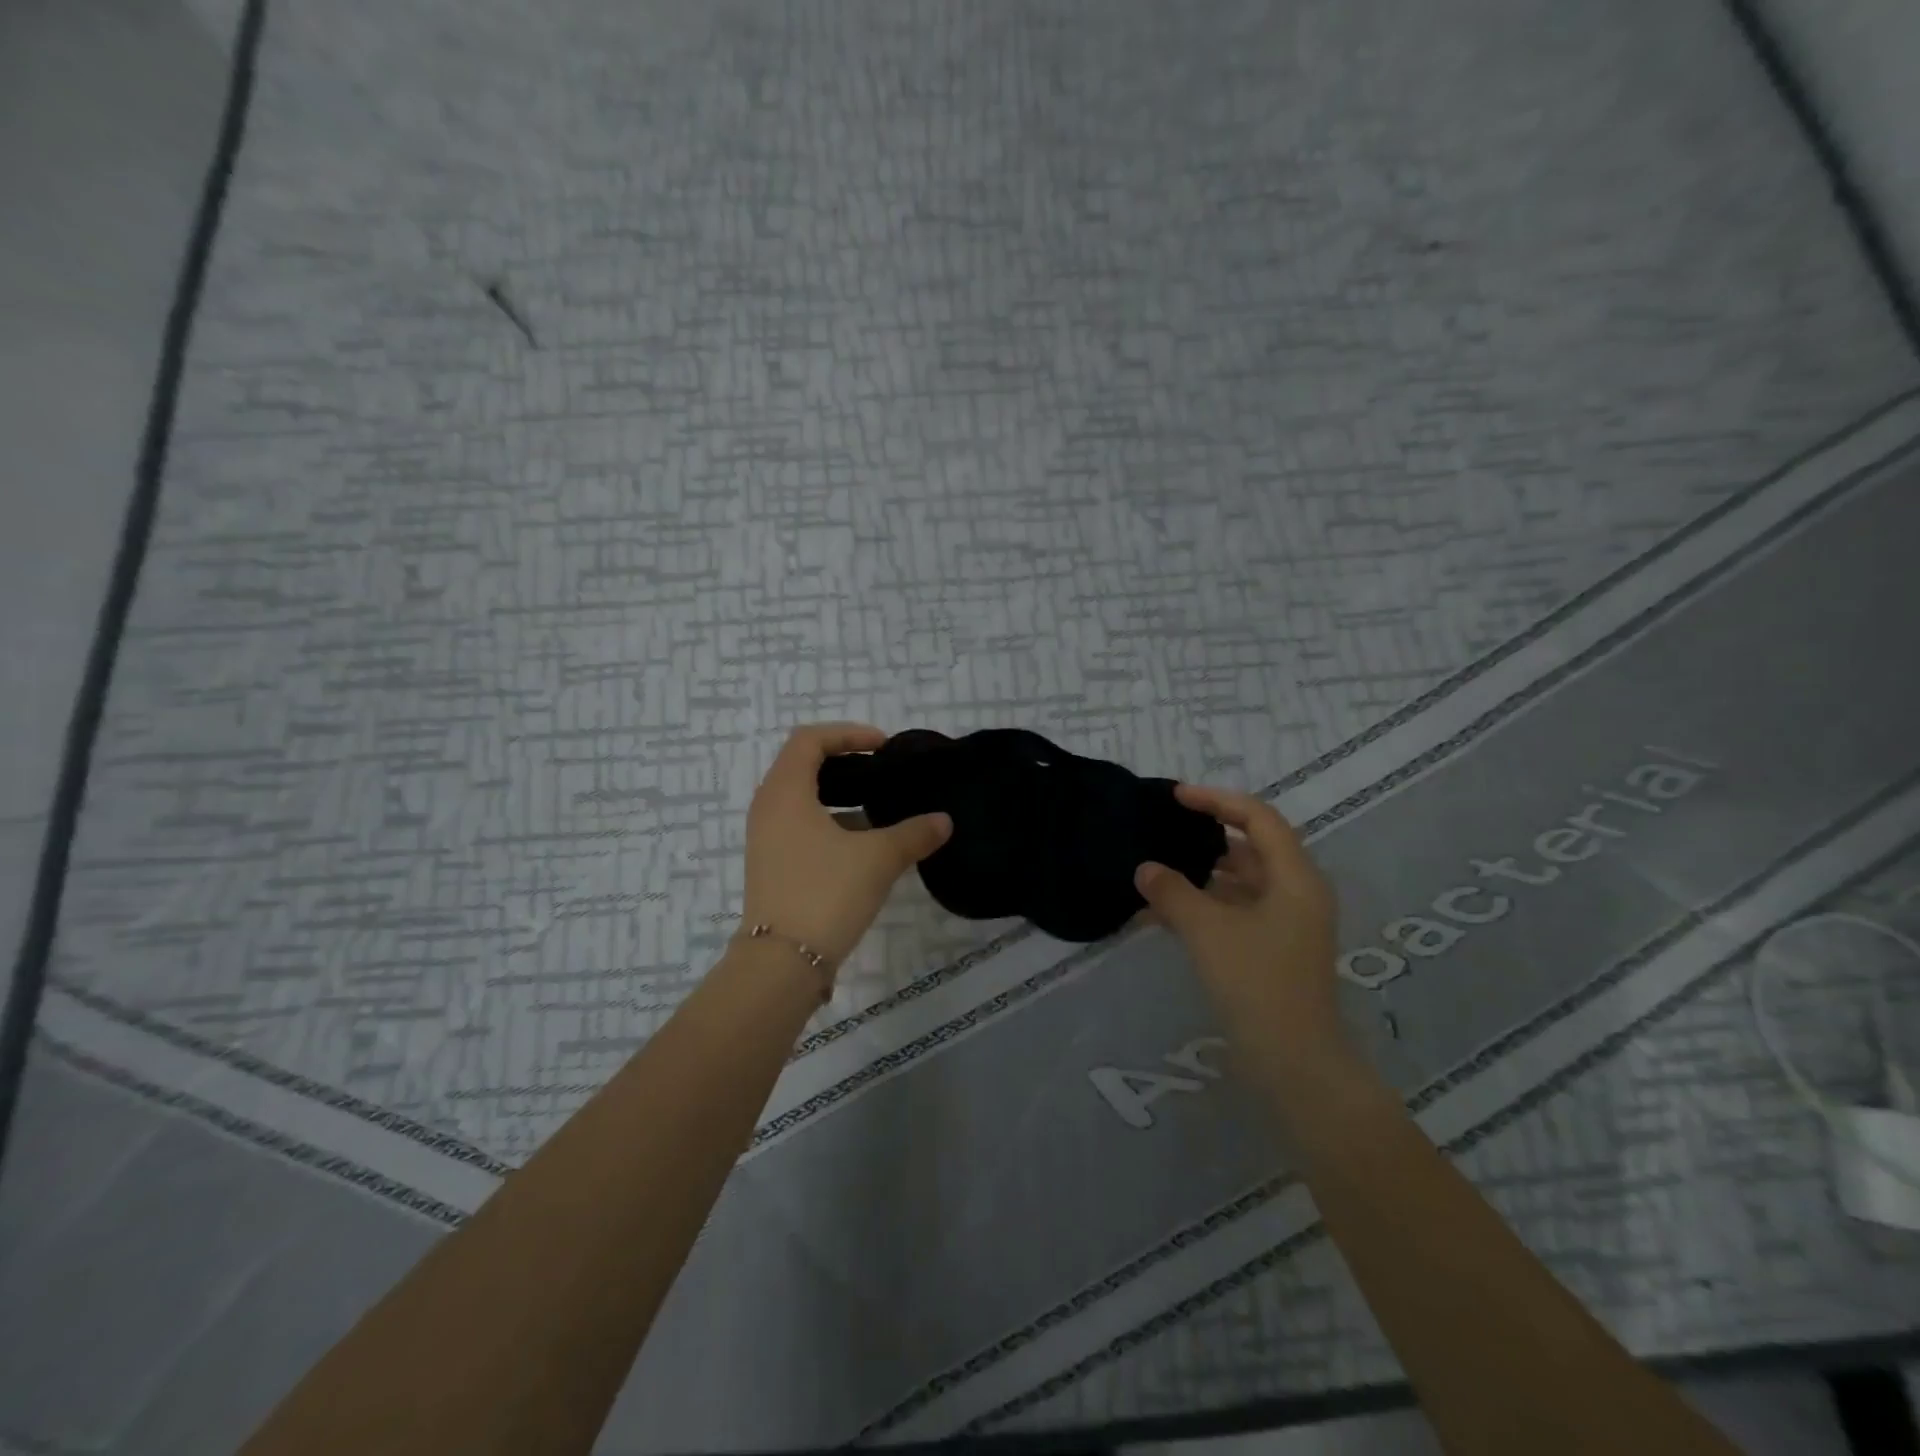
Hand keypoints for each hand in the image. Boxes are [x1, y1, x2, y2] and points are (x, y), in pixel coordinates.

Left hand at [741, 723, 951, 967]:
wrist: (782, 964)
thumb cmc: (826, 893)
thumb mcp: (878, 859)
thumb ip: (914, 834)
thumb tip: (944, 821)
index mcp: (785, 792)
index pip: (809, 739)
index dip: (847, 733)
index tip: (882, 747)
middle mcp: (768, 808)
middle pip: (802, 765)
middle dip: (844, 762)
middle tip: (881, 771)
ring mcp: (766, 838)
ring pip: (802, 798)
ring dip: (838, 794)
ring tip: (877, 807)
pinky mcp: (771, 865)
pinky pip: (800, 826)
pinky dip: (829, 821)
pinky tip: (862, 844)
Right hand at [1134, 784, 1346, 1058]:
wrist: (1294, 1064)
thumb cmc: (1257, 984)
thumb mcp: (1207, 931)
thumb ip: (1172, 892)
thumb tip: (1144, 868)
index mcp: (1295, 878)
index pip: (1258, 818)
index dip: (1216, 800)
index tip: (1176, 797)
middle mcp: (1296, 893)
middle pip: (1250, 848)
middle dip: (1206, 837)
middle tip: (1163, 829)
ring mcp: (1286, 924)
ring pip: (1240, 882)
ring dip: (1200, 875)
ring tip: (1156, 870)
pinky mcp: (1271, 950)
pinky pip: (1234, 911)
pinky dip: (1203, 906)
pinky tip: (1163, 912)